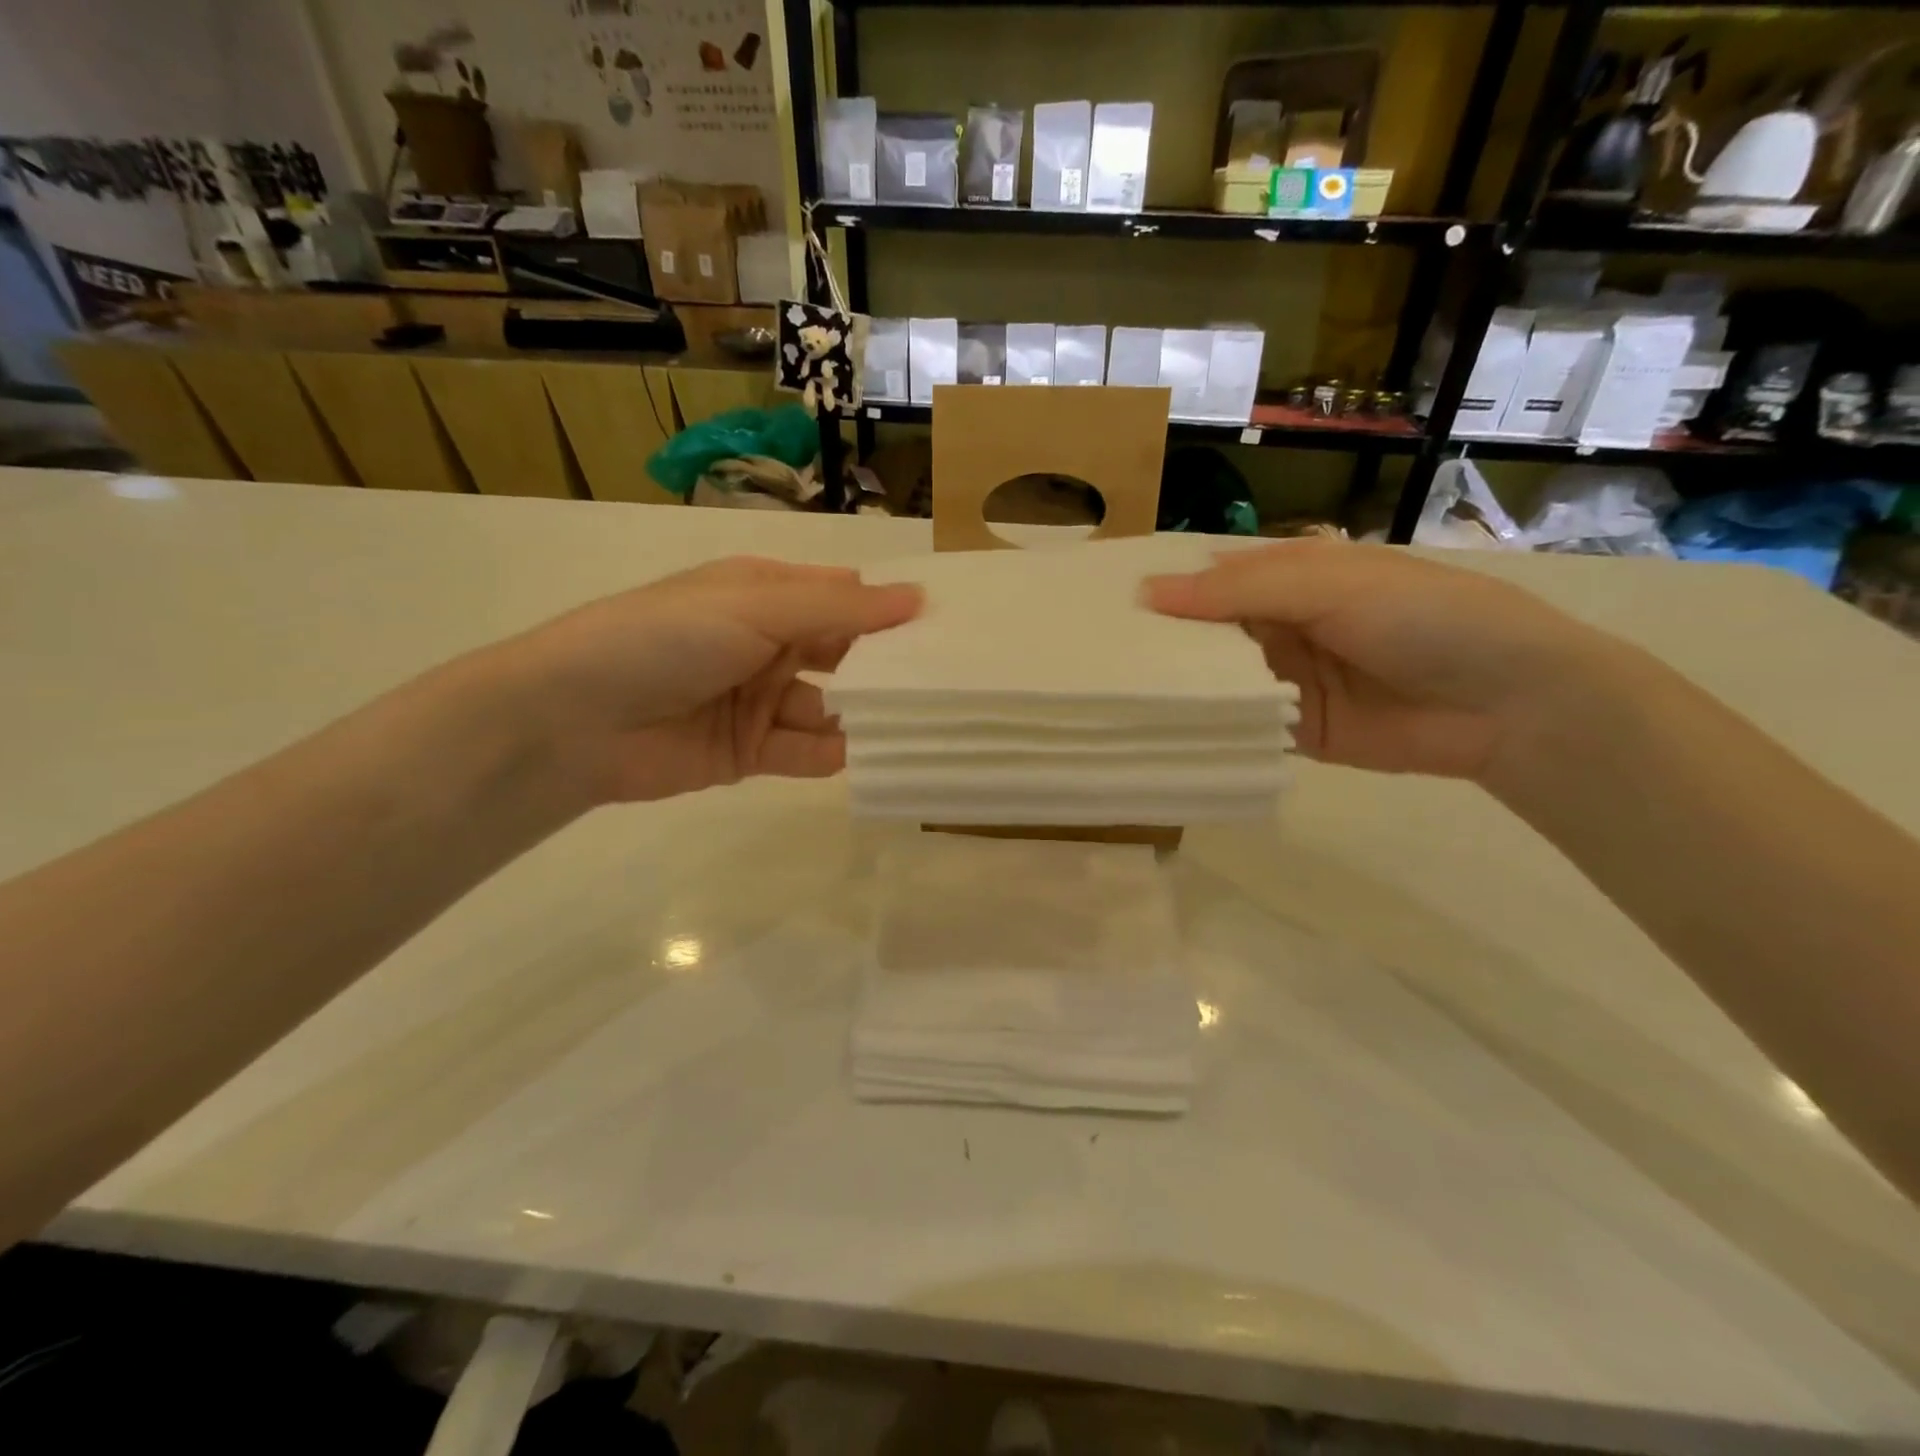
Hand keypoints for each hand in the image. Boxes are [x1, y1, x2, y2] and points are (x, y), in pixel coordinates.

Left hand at [497, 557, 919, 803]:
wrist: (571, 720)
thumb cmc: (665, 639)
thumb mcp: (754, 607)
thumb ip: (838, 609)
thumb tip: (918, 598)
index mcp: (765, 595)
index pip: (842, 598)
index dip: (889, 611)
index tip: (946, 628)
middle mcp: (767, 644)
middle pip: (842, 655)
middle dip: (884, 668)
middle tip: (945, 684)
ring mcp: (759, 700)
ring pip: (829, 707)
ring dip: (863, 716)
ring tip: (916, 725)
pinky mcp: (749, 752)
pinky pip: (804, 751)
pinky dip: (832, 754)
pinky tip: (866, 756)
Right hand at [1145, 539, 1618, 782]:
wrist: (1509, 703)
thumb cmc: (1423, 618)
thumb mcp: (1329, 586)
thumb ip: (1240, 592)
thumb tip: (1147, 593)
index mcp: (1290, 577)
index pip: (1210, 578)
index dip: (1162, 586)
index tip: (1098, 601)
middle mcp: (1279, 627)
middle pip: (1205, 632)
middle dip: (1159, 640)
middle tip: (1091, 653)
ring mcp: (1284, 681)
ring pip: (1215, 679)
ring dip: (1175, 685)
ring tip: (1107, 692)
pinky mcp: (1293, 731)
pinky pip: (1239, 725)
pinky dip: (1207, 726)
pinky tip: (1156, 730)